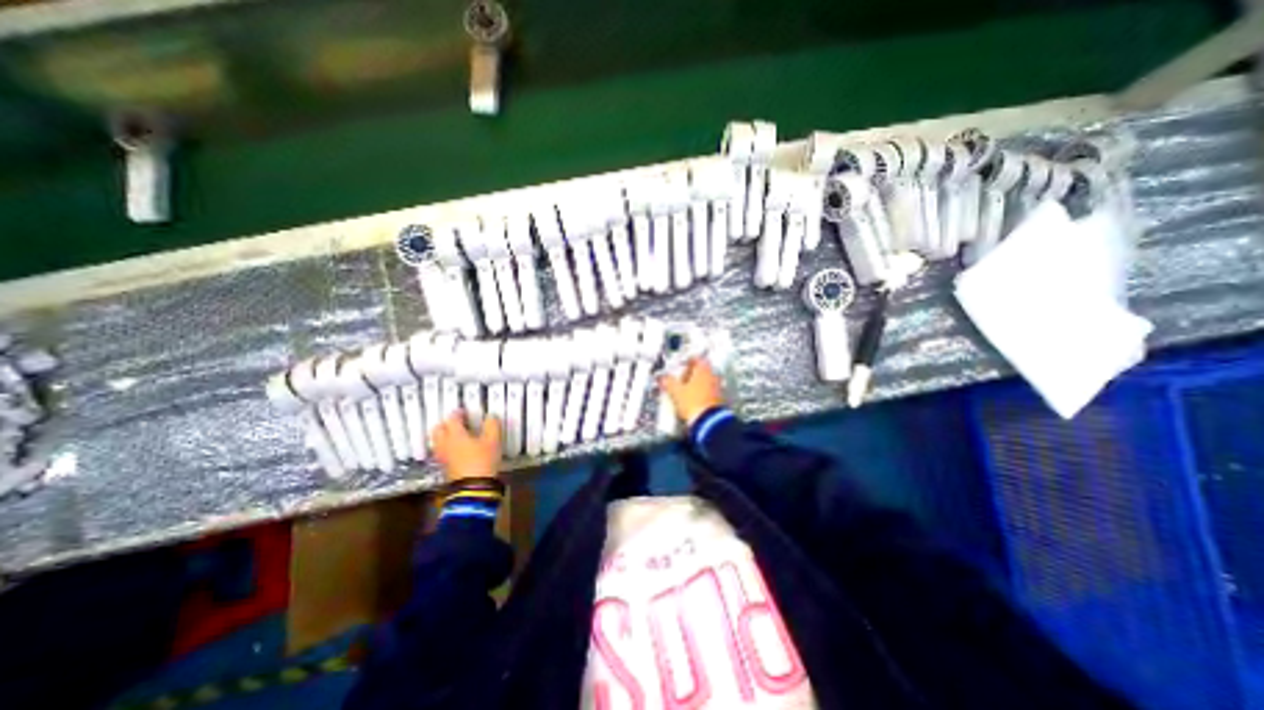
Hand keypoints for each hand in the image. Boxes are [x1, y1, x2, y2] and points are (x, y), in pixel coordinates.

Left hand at [430, 410, 497, 480]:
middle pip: (438, 429)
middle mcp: (445, 443)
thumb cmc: (483, 460)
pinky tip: (456, 449)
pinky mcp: (443, 467)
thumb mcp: (493, 440)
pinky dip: (446, 447)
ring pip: (437, 441)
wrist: (473, 488)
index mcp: (455, 434)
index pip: (452, 418)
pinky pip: (440, 451)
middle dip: (445, 423)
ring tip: (455, 435)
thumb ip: (492, 425)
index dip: (458, 413)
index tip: (463, 411)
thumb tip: (490, 416)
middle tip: (456, 422)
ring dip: (443, 435)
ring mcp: (442, 456)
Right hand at [657, 358, 725, 423]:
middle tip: (680, 379)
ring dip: (694, 385)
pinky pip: (707, 393)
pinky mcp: (717, 400)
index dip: (686, 361)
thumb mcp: (675, 391)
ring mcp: (716, 388)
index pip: (696, 359)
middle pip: (700, 370)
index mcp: (703, 370)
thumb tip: (663, 379)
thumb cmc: (693, 403)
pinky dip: (699, 395)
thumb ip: (668, 382)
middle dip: (689, 374)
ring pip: (704, 382)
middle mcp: (712, 377)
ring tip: (684, 392)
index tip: (680, 366)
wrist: (707, 421)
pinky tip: (691, 402)